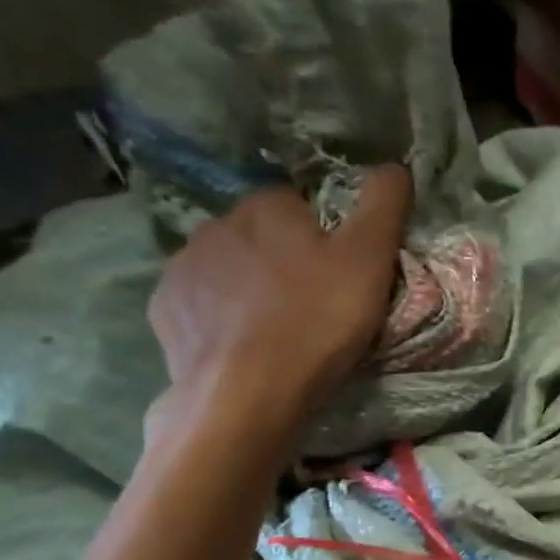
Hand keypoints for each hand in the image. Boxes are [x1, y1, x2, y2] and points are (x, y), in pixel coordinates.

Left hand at [147, 166, 411, 444]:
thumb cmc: (317, 321)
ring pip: (228, 268)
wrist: (248, 394)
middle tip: (316, 304)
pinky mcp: (165, 312)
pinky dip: (221, 318)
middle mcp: (215, 225)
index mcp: (266, 207)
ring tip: (280, 330)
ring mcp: (183, 269)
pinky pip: (201, 304)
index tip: (342, 271)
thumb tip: (393, 164)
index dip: (325, 235)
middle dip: (284, 259)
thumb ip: (383, 205)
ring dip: (250, 287)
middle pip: (261, 234)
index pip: (299, 203)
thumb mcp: (370, 259)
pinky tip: (244, 346)